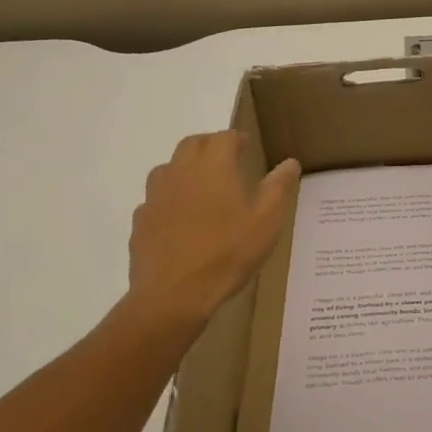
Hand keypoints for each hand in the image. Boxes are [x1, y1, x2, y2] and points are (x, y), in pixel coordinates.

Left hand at [124, 132, 300, 330]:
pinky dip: (169, 197)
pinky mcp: (141, 219)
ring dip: (185, 167)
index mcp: (213, 167)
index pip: (223, 137)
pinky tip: (179, 217)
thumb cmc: (228, 253)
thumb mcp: (266, 221)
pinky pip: (155, 197)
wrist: (174, 294)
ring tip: (201, 185)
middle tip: (225, 158)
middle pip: (192, 144)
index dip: (236, 138)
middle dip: (209, 145)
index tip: (246, 146)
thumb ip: (278, 187)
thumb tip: (290, 162)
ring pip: (168, 167)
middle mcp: (181, 172)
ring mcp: (155, 195)